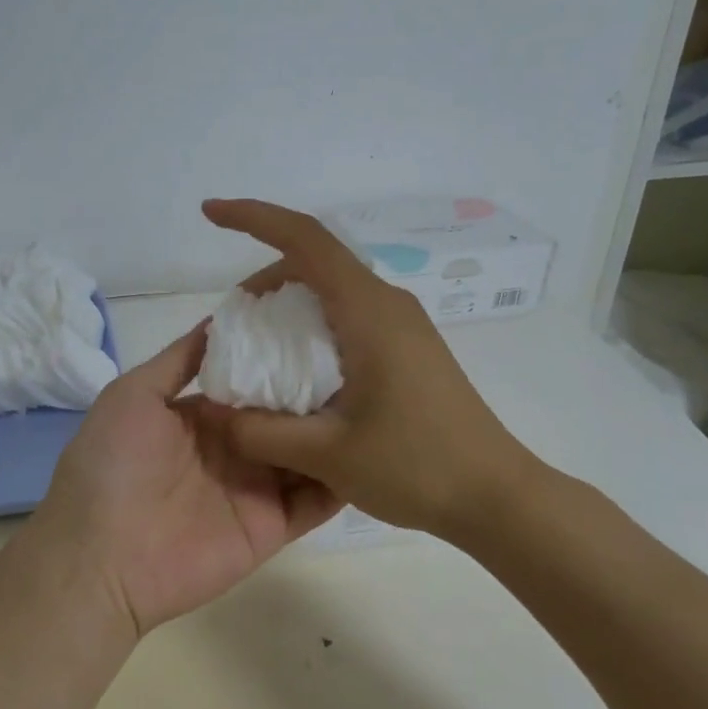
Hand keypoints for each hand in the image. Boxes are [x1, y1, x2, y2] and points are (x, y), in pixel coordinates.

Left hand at [24, 326, 341, 639]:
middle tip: (367, 357)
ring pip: (308, 451)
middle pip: (288, 412)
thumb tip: (223, 318)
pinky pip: (316, 499)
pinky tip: (372, 448)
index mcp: (204, 413)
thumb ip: (180, 359)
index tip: (326, 325)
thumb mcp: (134, 394)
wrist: (100, 557)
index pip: (255, 377)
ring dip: (337, 429)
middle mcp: (235, 445)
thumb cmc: (111, 464)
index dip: (284, 354)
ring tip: (382, 395)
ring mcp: (257, 486)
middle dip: (321, 388)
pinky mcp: (273, 525)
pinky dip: (342, 478)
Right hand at [198, 198, 542, 539]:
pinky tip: (300, 373)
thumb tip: (212, 411)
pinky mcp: (408, 347)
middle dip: (265, 277)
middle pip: (315, 261)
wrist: (496, 496)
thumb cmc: (415, 466)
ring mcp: (402, 324)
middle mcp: (386, 303)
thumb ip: (260, 431)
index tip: (211, 212)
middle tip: (232, 323)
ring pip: (332, 289)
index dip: (253, 217)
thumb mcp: (326, 454)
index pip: (305, 239)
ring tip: (259, 349)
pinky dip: (312, 326)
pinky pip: (348, 315)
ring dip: (289, 303)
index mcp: (367, 311)